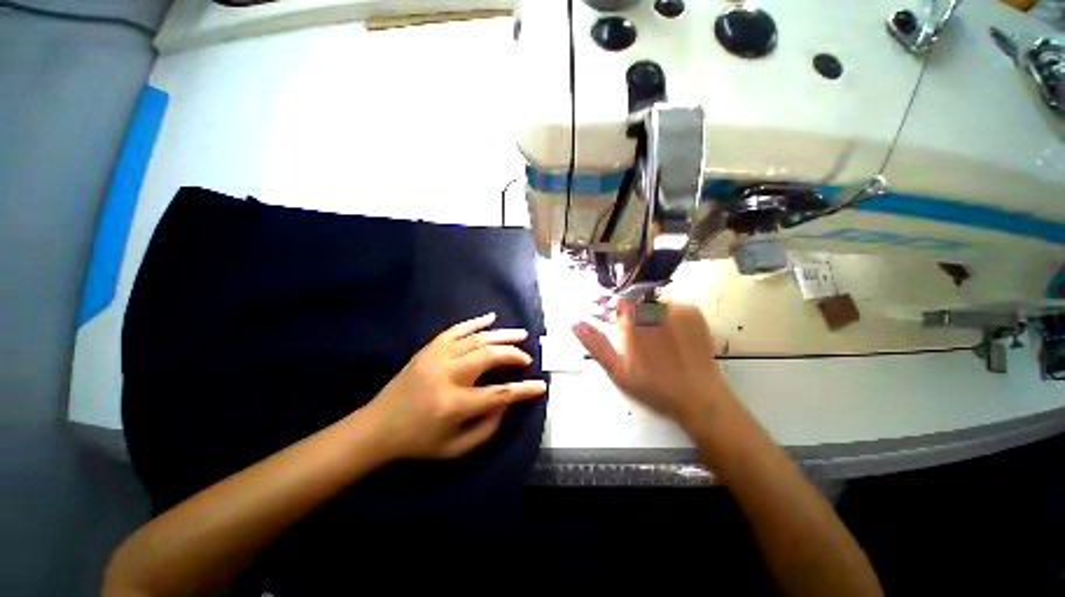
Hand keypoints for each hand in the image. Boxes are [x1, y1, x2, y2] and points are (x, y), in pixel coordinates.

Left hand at [366, 313, 546, 459]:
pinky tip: (491, 317)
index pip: (499, 393)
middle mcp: (447, 375)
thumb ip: (487, 427)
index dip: (524, 389)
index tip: (541, 385)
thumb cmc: (418, 442)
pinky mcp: (428, 349)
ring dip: (502, 335)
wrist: (377, 427)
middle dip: (513, 355)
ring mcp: (436, 358)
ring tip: (520, 335)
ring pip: (476, 339)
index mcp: (454, 404)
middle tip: (526, 358)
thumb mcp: (456, 448)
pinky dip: (475, 322)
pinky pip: (455, 329)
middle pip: (489, 356)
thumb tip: (506, 402)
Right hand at [572, 300, 730, 429]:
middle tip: (644, 341)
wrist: (699, 398)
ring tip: (662, 343)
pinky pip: (675, 306)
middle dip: (636, 315)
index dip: (619, 313)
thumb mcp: (616, 370)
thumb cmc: (652, 386)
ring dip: (653, 316)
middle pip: (638, 300)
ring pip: (656, 302)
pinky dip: (671, 317)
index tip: (624, 328)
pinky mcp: (694, 313)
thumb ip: (595, 344)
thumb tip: (575, 323)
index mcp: (632, 321)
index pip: (620, 300)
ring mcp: (676, 308)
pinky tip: (675, 339)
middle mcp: (653, 308)